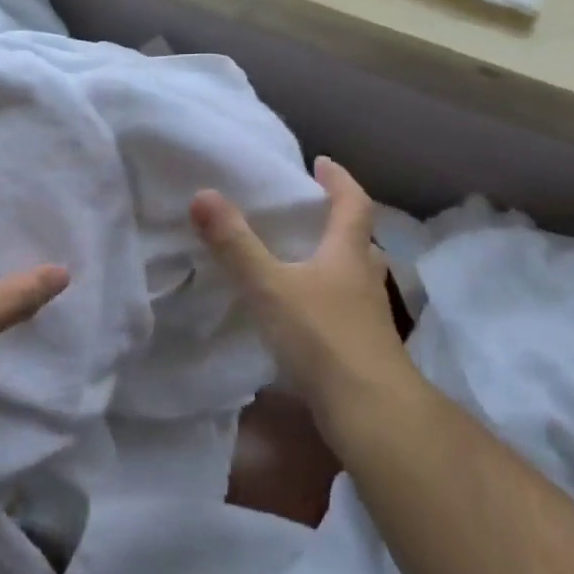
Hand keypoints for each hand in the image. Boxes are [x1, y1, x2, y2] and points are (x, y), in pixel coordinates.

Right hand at [190, 157, 410, 417]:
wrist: (371, 411)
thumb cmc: (323, 337)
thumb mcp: (269, 286)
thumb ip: (235, 244)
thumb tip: (203, 194)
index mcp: (348, 254)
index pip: (353, 204)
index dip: (339, 180)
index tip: (321, 162)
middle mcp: (363, 278)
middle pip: (358, 239)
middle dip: (336, 220)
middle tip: (307, 211)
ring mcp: (366, 316)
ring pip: (353, 275)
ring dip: (333, 260)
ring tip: (300, 257)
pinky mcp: (360, 346)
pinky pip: (343, 307)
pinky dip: (325, 297)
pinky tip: (301, 310)